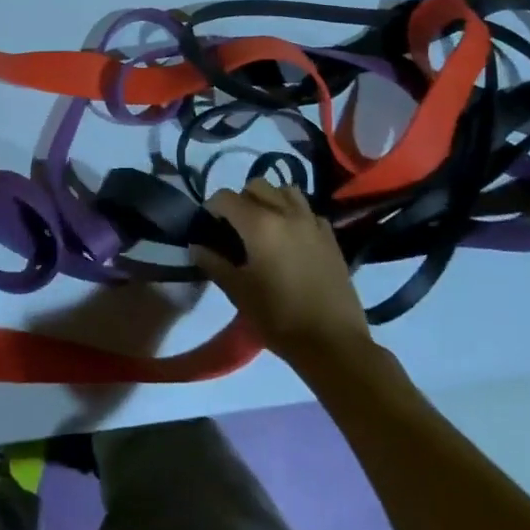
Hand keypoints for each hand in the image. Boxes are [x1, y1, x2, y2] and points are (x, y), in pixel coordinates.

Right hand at [193, 179, 372, 365]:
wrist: (333, 344)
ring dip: (270, 199)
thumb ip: (213, 263)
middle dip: (241, 199)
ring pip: (286, 191)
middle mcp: (286, 213)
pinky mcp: (330, 236)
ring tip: (265, 225)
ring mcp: (312, 222)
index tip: (208, 226)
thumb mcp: (238, 292)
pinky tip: (291, 238)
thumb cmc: (278, 318)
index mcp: (260, 224)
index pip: (226, 197)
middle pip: (257, 185)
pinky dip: (294, 214)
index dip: (212, 208)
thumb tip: (196, 247)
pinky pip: (307, 211)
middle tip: (235, 227)